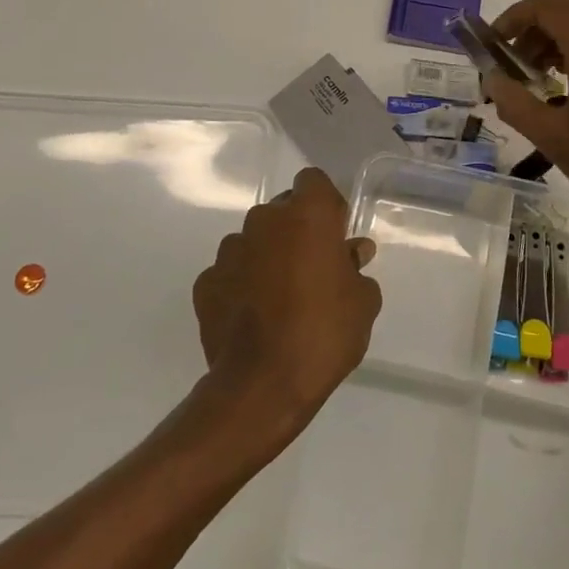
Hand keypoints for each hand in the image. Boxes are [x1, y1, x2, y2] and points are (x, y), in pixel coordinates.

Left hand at [191, 168, 380, 432]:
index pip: (313, 181)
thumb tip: (352, 253)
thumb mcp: (363, 302)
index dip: (326, 204)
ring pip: (254, 241)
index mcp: (307, 215)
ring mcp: (229, 250)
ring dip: (267, 257)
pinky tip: (254, 316)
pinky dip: (241, 284)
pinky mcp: (205, 282)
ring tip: (280, 298)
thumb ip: (356, 268)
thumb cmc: (324, 334)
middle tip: (313, 270)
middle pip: (282, 211)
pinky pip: (230, 272)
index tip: (335, 235)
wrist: (262, 387)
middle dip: (297, 231)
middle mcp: (264, 221)